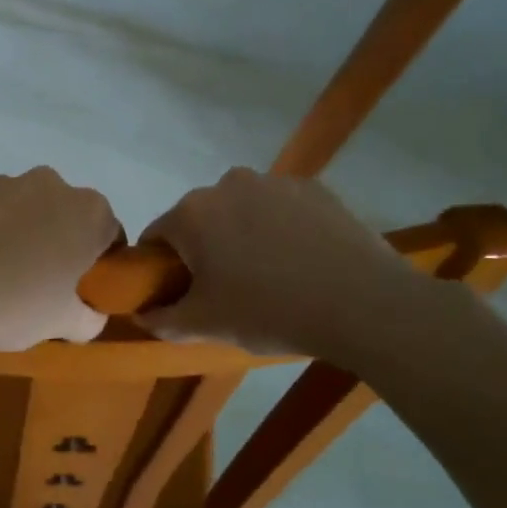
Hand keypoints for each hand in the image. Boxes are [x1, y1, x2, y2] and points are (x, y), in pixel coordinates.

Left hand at [0, 169, 120, 353]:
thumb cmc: (12, 309)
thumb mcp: (63, 324)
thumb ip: (89, 317)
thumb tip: (89, 314)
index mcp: (86, 211)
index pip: (107, 231)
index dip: (97, 258)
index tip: (79, 283)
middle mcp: (47, 183)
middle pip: (61, 210)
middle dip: (54, 235)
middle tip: (36, 277)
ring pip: (17, 203)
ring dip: (13, 226)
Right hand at [140, 167, 428, 361]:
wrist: (365, 305)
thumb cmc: (270, 311)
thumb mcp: (206, 325)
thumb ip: (163, 319)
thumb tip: (142, 314)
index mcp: (191, 213)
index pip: (156, 237)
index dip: (160, 267)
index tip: (179, 293)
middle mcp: (227, 184)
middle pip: (199, 218)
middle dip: (203, 248)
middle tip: (225, 288)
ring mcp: (275, 182)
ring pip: (241, 210)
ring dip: (242, 234)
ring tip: (269, 274)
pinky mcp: (316, 188)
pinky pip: (280, 208)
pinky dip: (281, 228)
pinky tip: (301, 261)